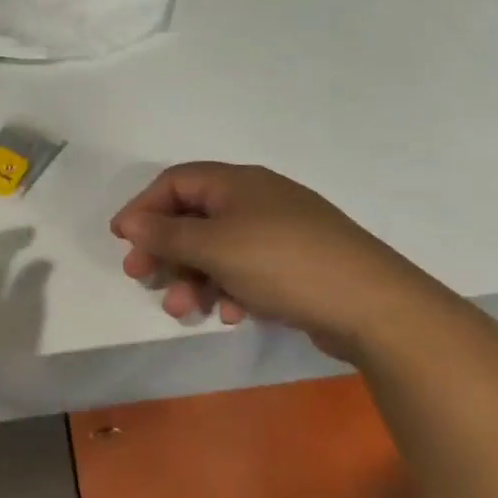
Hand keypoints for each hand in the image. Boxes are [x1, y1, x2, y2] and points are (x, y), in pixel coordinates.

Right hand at [109, 162, 445, 361]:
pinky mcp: (296, 265)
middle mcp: (257, 200)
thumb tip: (129, 220)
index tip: (122, 240)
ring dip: (194, 277)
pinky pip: (247, 270)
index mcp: (237, 183)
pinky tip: (232, 315)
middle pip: (194, 217)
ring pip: (219, 249)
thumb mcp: (215, 247)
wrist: (374, 306)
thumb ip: (167, 234)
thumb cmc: (283, 263)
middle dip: (165, 249)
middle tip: (142, 278)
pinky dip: (230, 288)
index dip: (144, 207)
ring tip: (184, 310)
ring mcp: (279, 232)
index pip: (175, 182)